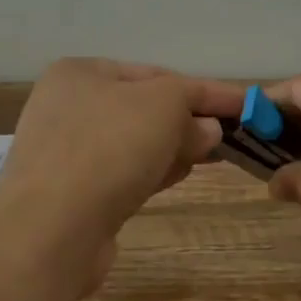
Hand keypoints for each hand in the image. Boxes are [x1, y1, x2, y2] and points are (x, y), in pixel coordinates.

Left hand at [0, 59, 238, 284]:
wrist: (52, 227)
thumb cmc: (108, 148)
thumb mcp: (162, 105)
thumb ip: (192, 105)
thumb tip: (207, 129)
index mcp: (81, 73)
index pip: (156, 74)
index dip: (206, 90)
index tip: (247, 105)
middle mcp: (68, 108)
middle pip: (144, 110)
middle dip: (188, 121)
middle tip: (229, 136)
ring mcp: (67, 153)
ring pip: (135, 144)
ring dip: (172, 148)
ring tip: (210, 157)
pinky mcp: (73, 194)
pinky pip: (123, 175)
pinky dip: (151, 173)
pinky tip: (175, 177)